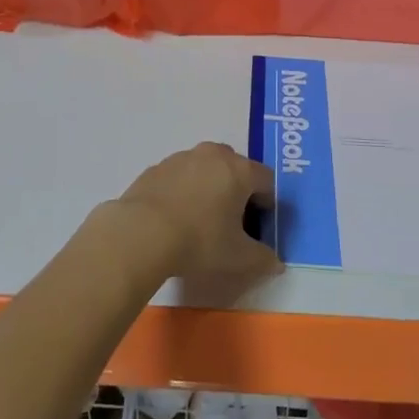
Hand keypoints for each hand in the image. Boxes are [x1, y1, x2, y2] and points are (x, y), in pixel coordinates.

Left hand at [104, 143, 282, 291]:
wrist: (141, 232)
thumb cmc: (199, 241)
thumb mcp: (238, 257)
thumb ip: (263, 259)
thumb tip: (276, 263)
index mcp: (239, 170)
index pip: (266, 180)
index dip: (268, 203)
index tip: (258, 226)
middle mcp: (213, 155)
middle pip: (236, 167)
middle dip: (239, 190)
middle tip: (232, 221)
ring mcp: (183, 157)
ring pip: (206, 168)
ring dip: (210, 187)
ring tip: (201, 219)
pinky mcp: (158, 167)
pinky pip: (181, 175)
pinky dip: (184, 189)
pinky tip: (175, 216)